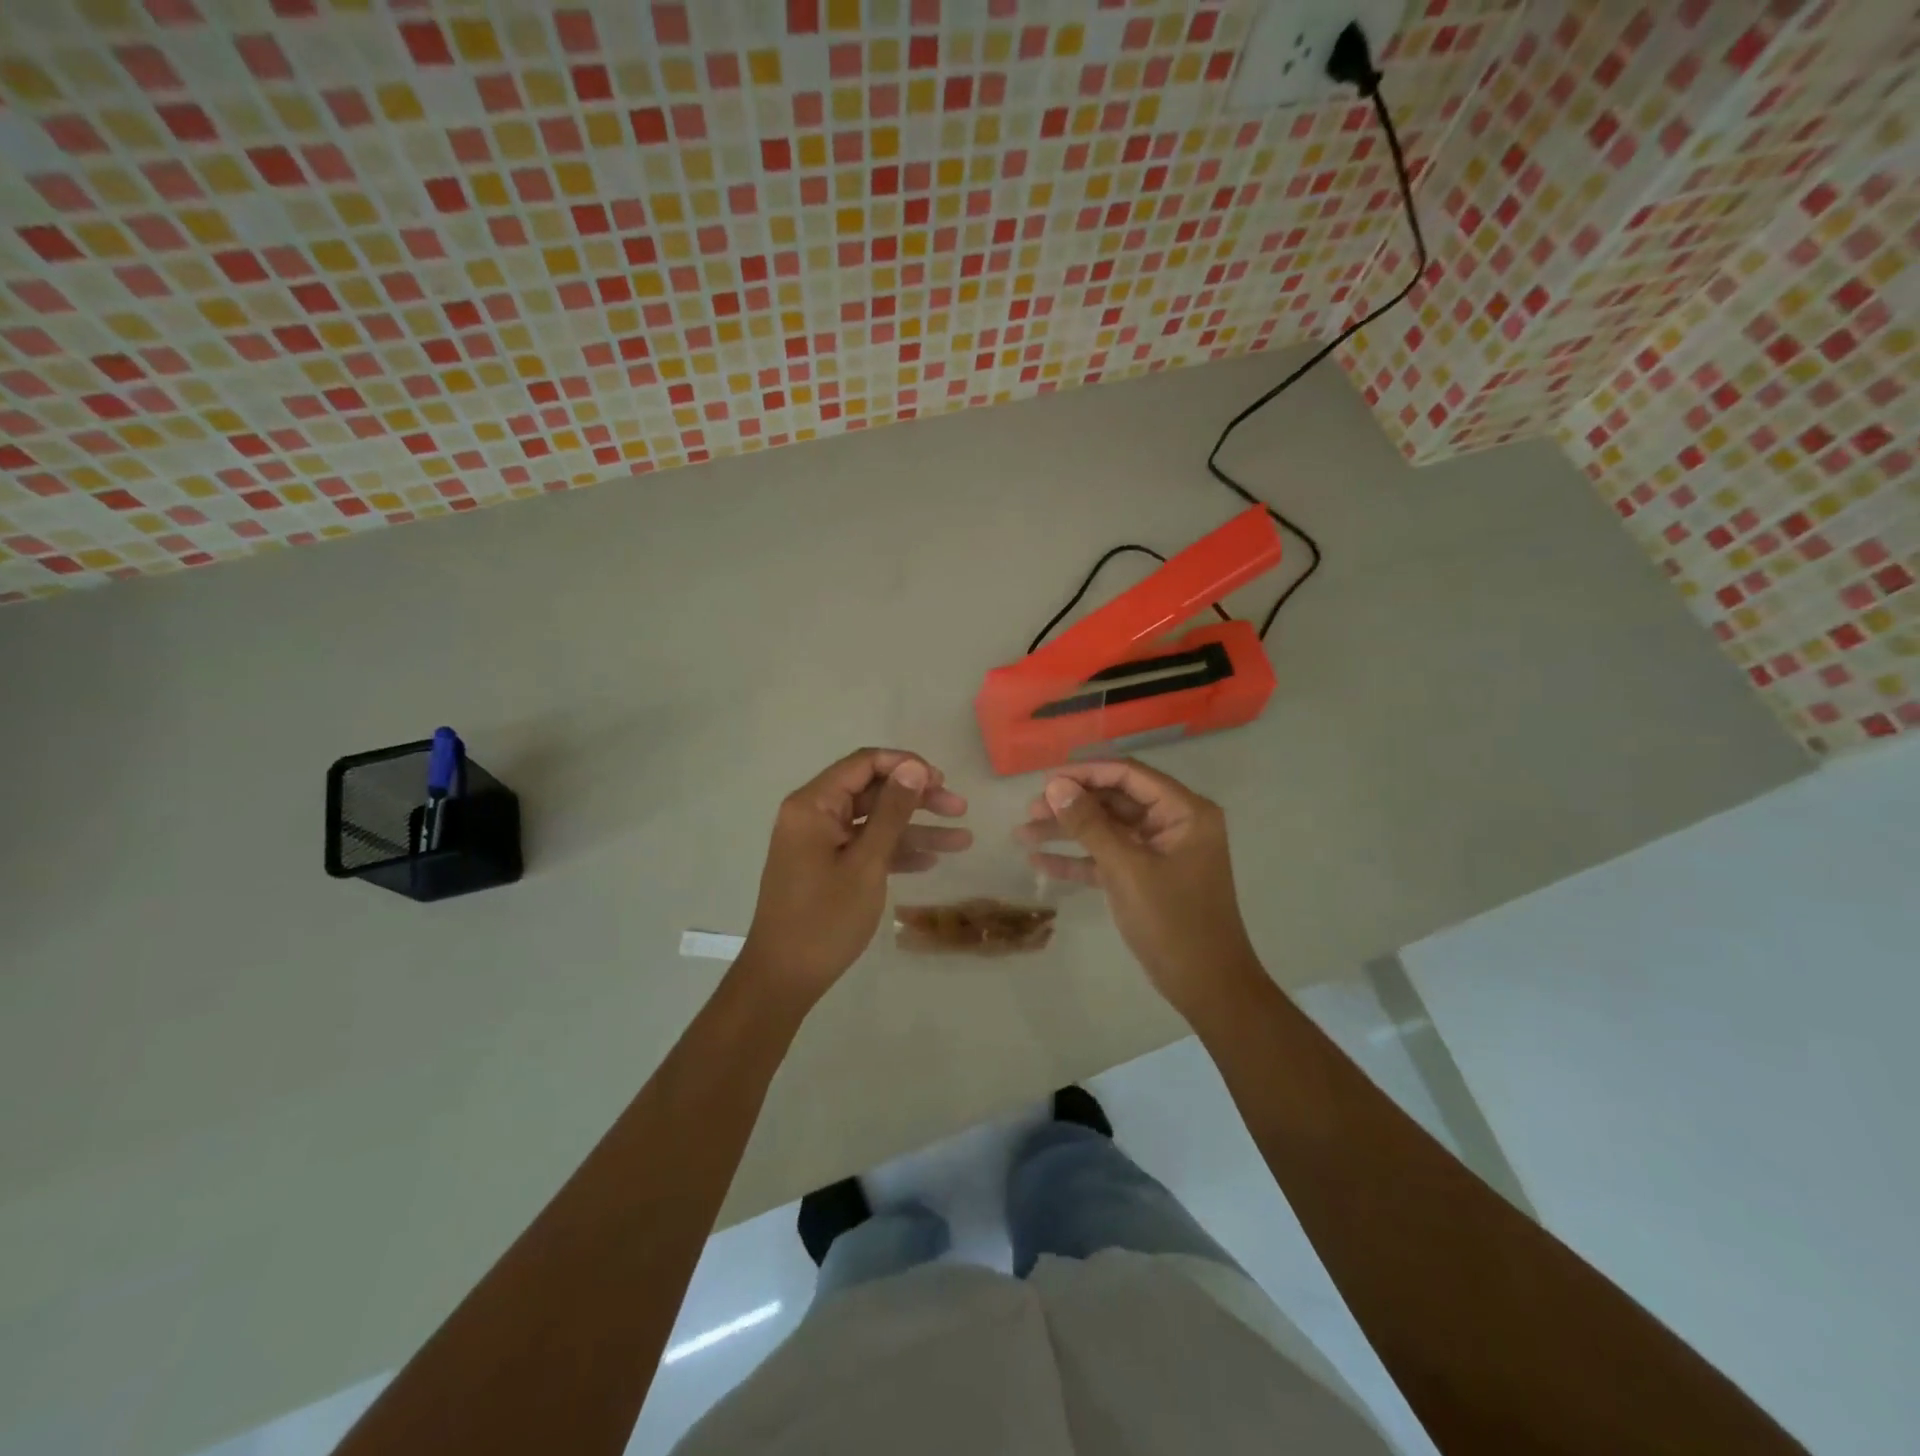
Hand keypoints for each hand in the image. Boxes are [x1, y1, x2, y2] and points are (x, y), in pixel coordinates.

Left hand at [742, 748, 969, 1004]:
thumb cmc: (825, 918)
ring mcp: (819, 842)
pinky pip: (865, 846)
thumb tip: (914, 766)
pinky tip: (931, 861)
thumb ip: (892, 812)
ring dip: (915, 829)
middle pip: (873, 791)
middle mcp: (813, 815)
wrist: (784, 978)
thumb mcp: (866, 863)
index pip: (864, 763)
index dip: (906, 765)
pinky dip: (895, 851)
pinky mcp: (826, 866)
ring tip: (962, 840)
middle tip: (960, 808)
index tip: (941, 781)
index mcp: (813, 804)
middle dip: (918, 799)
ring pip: (874, 822)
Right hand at [1017, 760, 1259, 1021]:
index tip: (1046, 780)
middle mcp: (1174, 823)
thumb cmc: (1174, 922)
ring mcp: (1159, 852)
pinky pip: (1108, 858)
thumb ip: (1090, 825)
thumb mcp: (1127, 869)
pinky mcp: (1146, 877)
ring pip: (1107, 830)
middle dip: (1072, 805)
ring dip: (1068, 831)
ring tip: (1023, 833)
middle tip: (1030, 810)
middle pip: (1115, 801)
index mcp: (1184, 812)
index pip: (1129, 775)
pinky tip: (1041, 862)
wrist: (1207, 987)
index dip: (1086, 773)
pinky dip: (1078, 860)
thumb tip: (1055, 785)